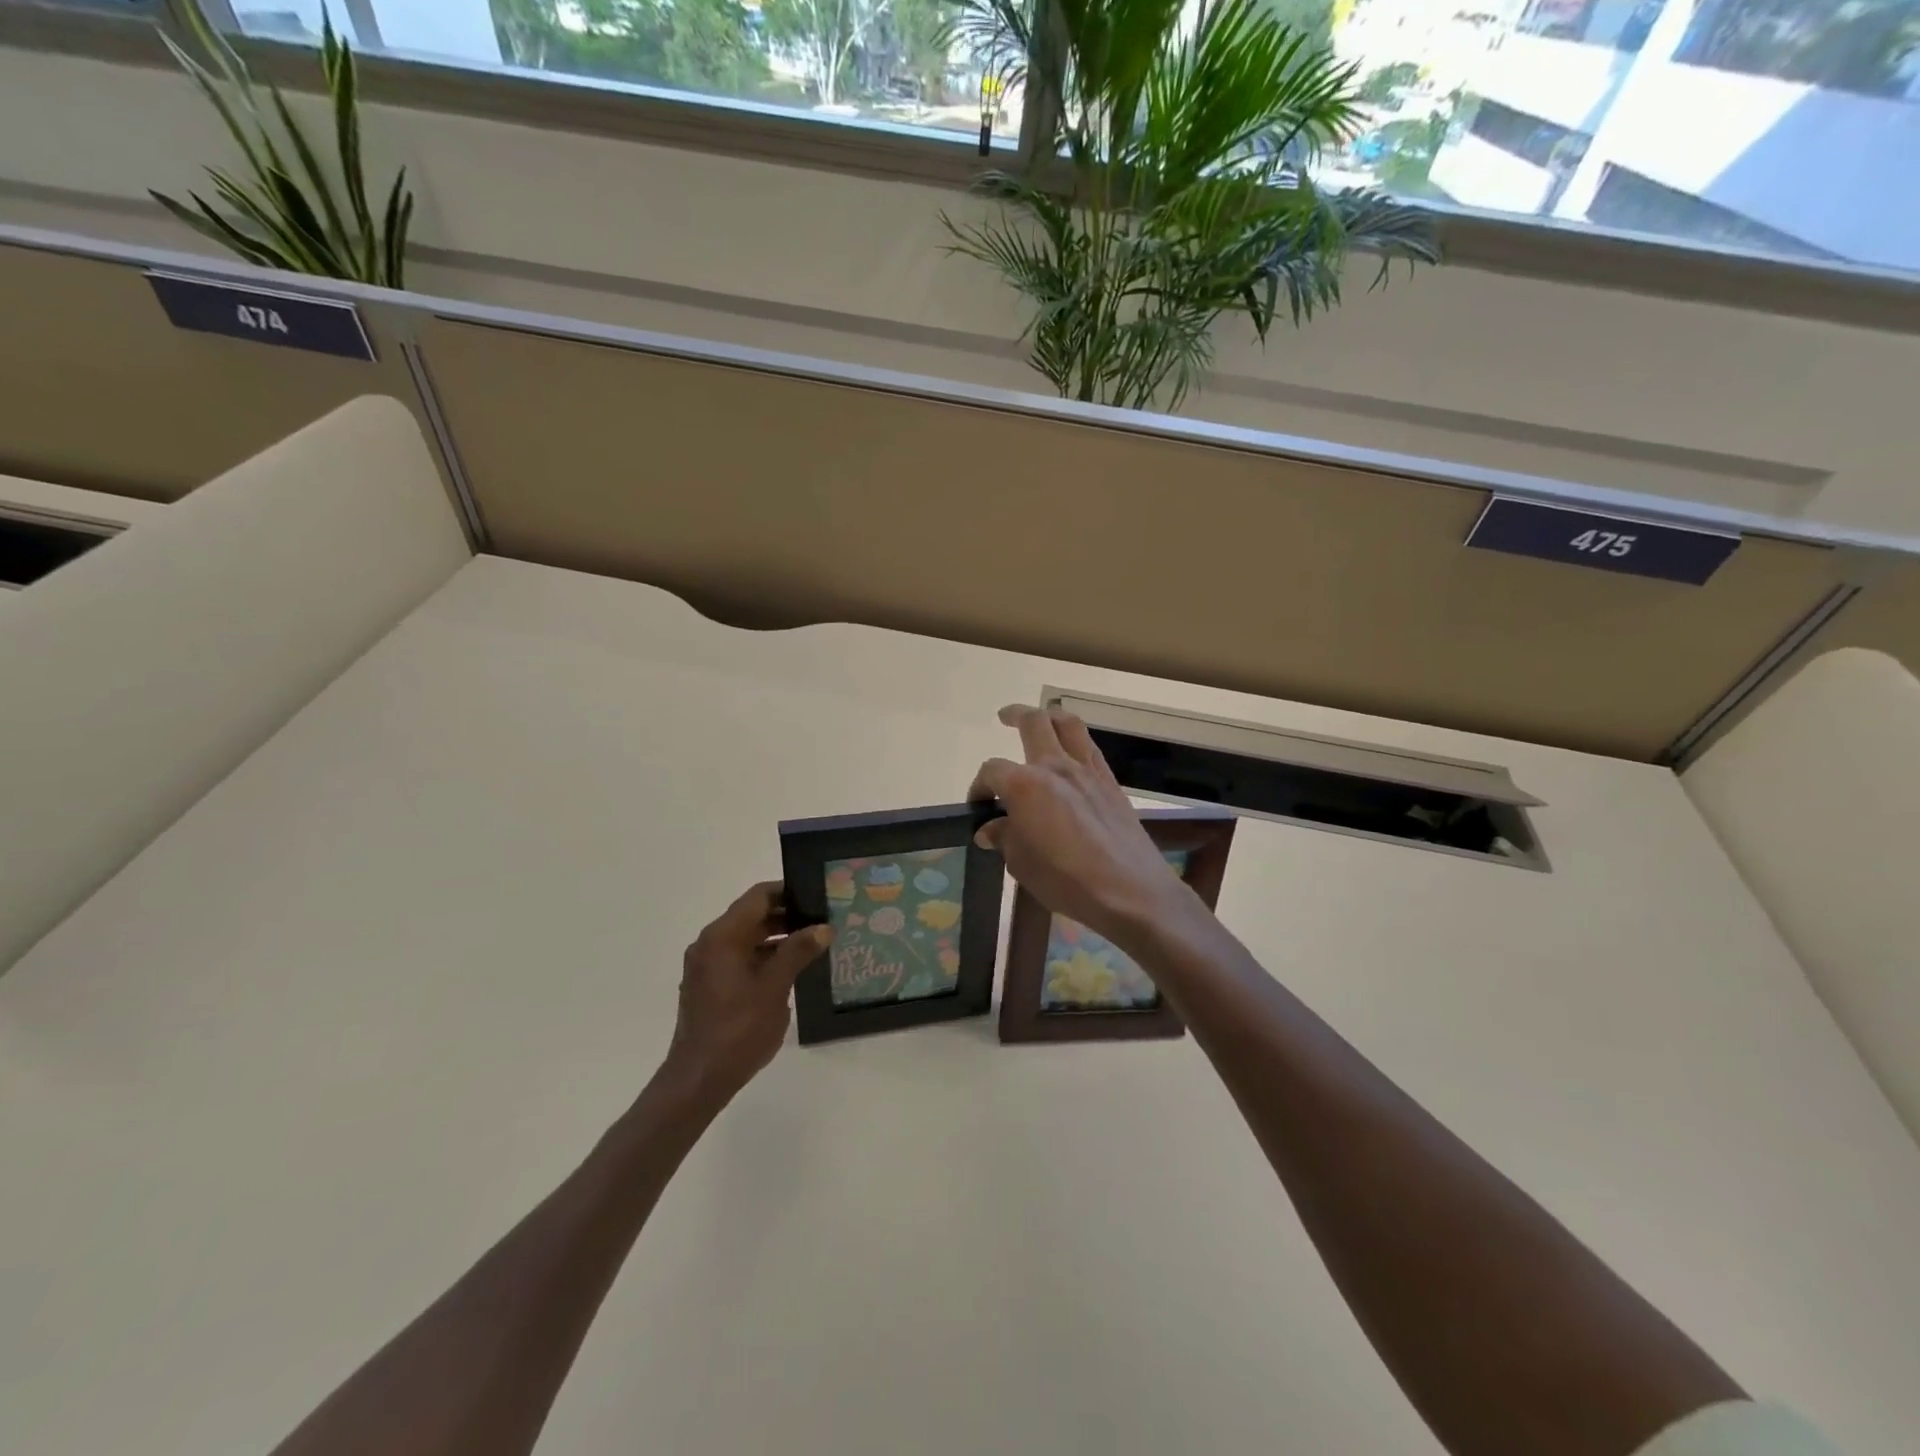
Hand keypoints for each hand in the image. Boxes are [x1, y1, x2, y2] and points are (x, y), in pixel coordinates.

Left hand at [661, 882, 829, 1104]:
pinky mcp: (708, 986)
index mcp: (722, 936)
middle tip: (822, 920)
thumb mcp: (775, 987)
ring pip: (747, 938)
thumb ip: (798, 952)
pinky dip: (763, 957)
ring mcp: (707, 966)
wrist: (699, 1079)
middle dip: (787, 916)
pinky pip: (739, 958)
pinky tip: (790, 970)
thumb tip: (823, 927)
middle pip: (752, 915)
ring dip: (777, 938)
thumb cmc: (738, 1028)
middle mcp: (710, 943)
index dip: (788, 891)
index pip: (758, 896)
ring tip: (813, 945)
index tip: (817, 895)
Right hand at [970, 705, 1198, 951]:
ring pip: (1069, 724)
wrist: (1129, 891)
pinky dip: (1076, 741)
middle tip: (1004, 717)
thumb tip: (990, 828)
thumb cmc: (1066, 880)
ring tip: (1042, 720)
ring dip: (1050, 716)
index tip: (979, 806)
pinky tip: (1071, 755)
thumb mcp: (1021, 863)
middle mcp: (1056, 767)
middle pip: (1033, 723)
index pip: (992, 771)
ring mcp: (1087, 771)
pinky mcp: (1110, 782)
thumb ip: (1005, 837)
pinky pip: (1090, 747)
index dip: (979, 786)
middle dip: (1014, 715)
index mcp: (1025, 785)